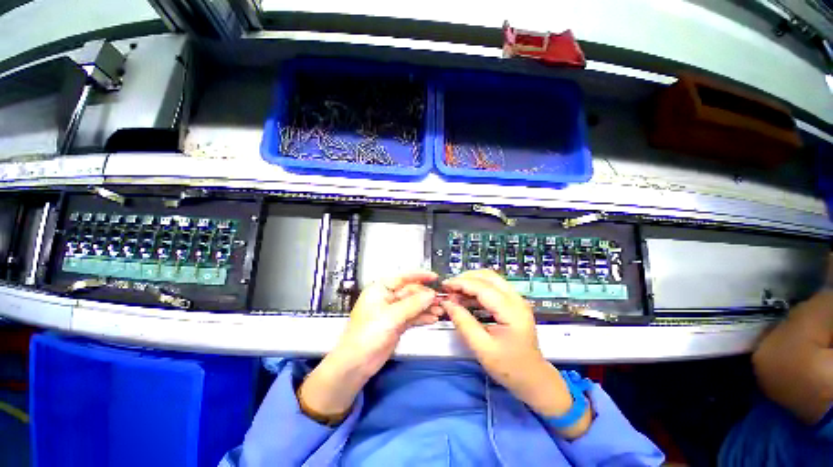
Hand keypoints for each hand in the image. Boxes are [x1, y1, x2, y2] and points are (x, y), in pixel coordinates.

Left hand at [298, 270, 439, 420]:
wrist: (356, 364)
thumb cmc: (368, 334)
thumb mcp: (391, 316)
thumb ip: (413, 304)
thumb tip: (431, 295)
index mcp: (380, 289)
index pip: (403, 278)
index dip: (419, 276)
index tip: (434, 277)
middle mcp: (387, 298)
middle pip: (410, 292)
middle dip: (426, 296)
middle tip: (441, 299)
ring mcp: (392, 312)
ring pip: (413, 305)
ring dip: (426, 307)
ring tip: (440, 310)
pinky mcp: (397, 324)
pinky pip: (412, 317)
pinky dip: (422, 317)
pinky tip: (433, 318)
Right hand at [441, 269, 590, 437]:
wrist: (534, 379)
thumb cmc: (509, 367)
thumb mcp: (482, 348)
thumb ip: (463, 323)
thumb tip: (446, 303)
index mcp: (511, 311)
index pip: (482, 287)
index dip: (461, 283)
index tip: (444, 286)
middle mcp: (516, 299)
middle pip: (488, 276)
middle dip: (465, 278)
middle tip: (449, 289)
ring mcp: (516, 299)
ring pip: (490, 279)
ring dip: (471, 282)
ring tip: (455, 294)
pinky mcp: (513, 303)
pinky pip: (492, 288)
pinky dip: (477, 289)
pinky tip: (466, 299)